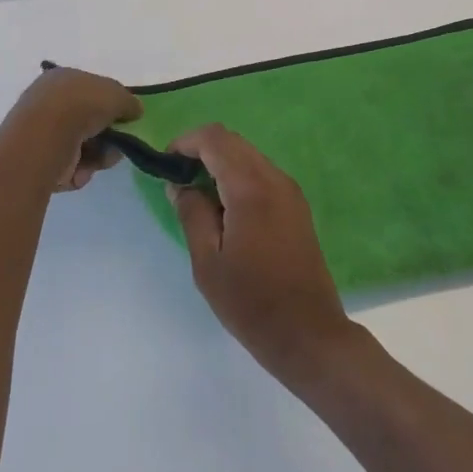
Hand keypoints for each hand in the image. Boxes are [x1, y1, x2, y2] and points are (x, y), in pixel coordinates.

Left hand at [7, 67, 142, 191]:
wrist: (45, 138)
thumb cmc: (81, 105)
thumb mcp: (117, 94)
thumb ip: (129, 102)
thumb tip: (135, 111)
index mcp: (62, 79)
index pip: (91, 90)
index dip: (111, 104)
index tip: (125, 118)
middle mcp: (49, 103)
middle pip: (89, 121)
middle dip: (108, 135)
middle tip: (119, 144)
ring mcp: (42, 133)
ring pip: (83, 146)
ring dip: (98, 155)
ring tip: (103, 160)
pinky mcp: (39, 161)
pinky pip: (69, 166)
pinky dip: (81, 170)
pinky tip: (82, 170)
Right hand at [169, 125, 360, 387]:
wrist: (308, 333)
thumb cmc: (251, 301)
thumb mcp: (208, 262)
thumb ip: (192, 213)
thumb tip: (179, 184)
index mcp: (251, 187)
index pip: (214, 139)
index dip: (185, 142)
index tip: (164, 165)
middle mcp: (274, 178)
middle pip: (233, 142)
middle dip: (201, 150)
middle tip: (176, 180)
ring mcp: (290, 191)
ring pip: (248, 156)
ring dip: (220, 163)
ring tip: (196, 196)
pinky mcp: (296, 206)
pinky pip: (261, 174)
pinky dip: (238, 177)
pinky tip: (224, 209)